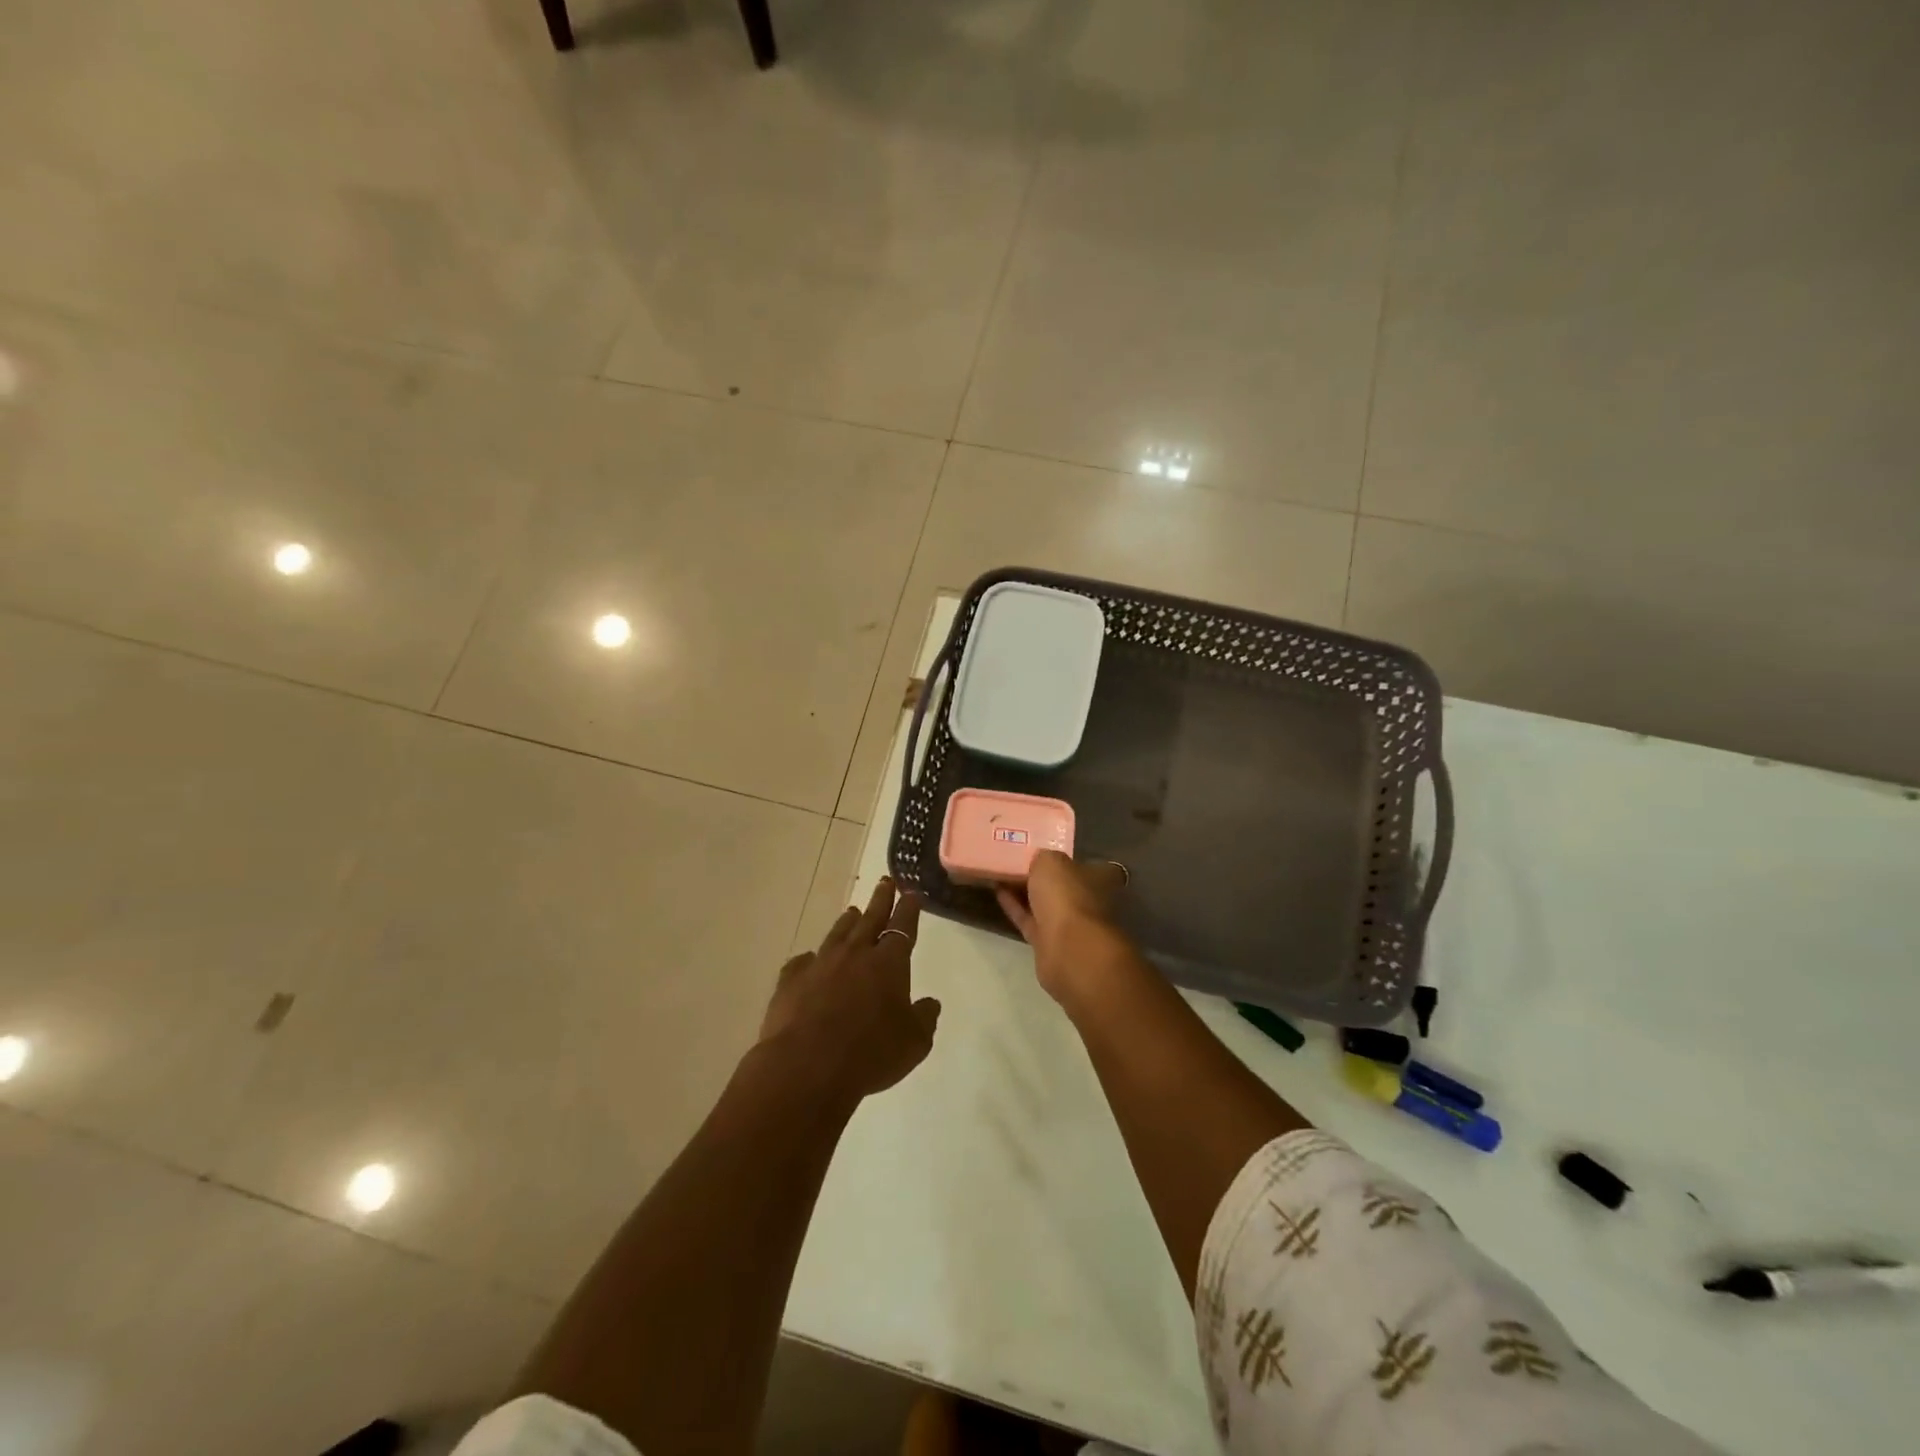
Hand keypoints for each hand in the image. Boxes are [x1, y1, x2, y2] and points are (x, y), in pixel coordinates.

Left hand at [759, 877, 940, 1101]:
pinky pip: (803, 962)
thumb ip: (924, 1019)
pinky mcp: (791, 980)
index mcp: (889, 963)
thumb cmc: (870, 1054)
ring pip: (838, 934)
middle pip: (870, 919)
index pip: (902, 927)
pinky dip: (810, 959)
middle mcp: (855, 954)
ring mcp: (820, 964)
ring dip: (847, 922)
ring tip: (853, 911)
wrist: (807, 1067)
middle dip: (881, 900)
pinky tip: (809, 960)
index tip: (911, 894)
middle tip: (885, 882)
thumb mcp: (913, 1044)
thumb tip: (930, 1003)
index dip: (908, 910)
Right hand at [996, 852, 1132, 1003]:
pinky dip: (1014, 907)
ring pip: (1044, 903)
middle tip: (1015, 859)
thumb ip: (1044, 857)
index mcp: (1097, 878)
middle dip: (1042, 875)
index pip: (1085, 864)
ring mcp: (1068, 924)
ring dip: (1024, 890)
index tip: (1043, 848)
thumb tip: (1039, 860)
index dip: (1065, 857)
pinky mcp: (1048, 942)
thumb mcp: (1051, 861)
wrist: (1067, 949)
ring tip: (1000, 872)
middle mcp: (1086, 900)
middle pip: (1061, 884)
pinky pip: (1029, 919)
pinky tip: (997, 891)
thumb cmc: (1066, 896)